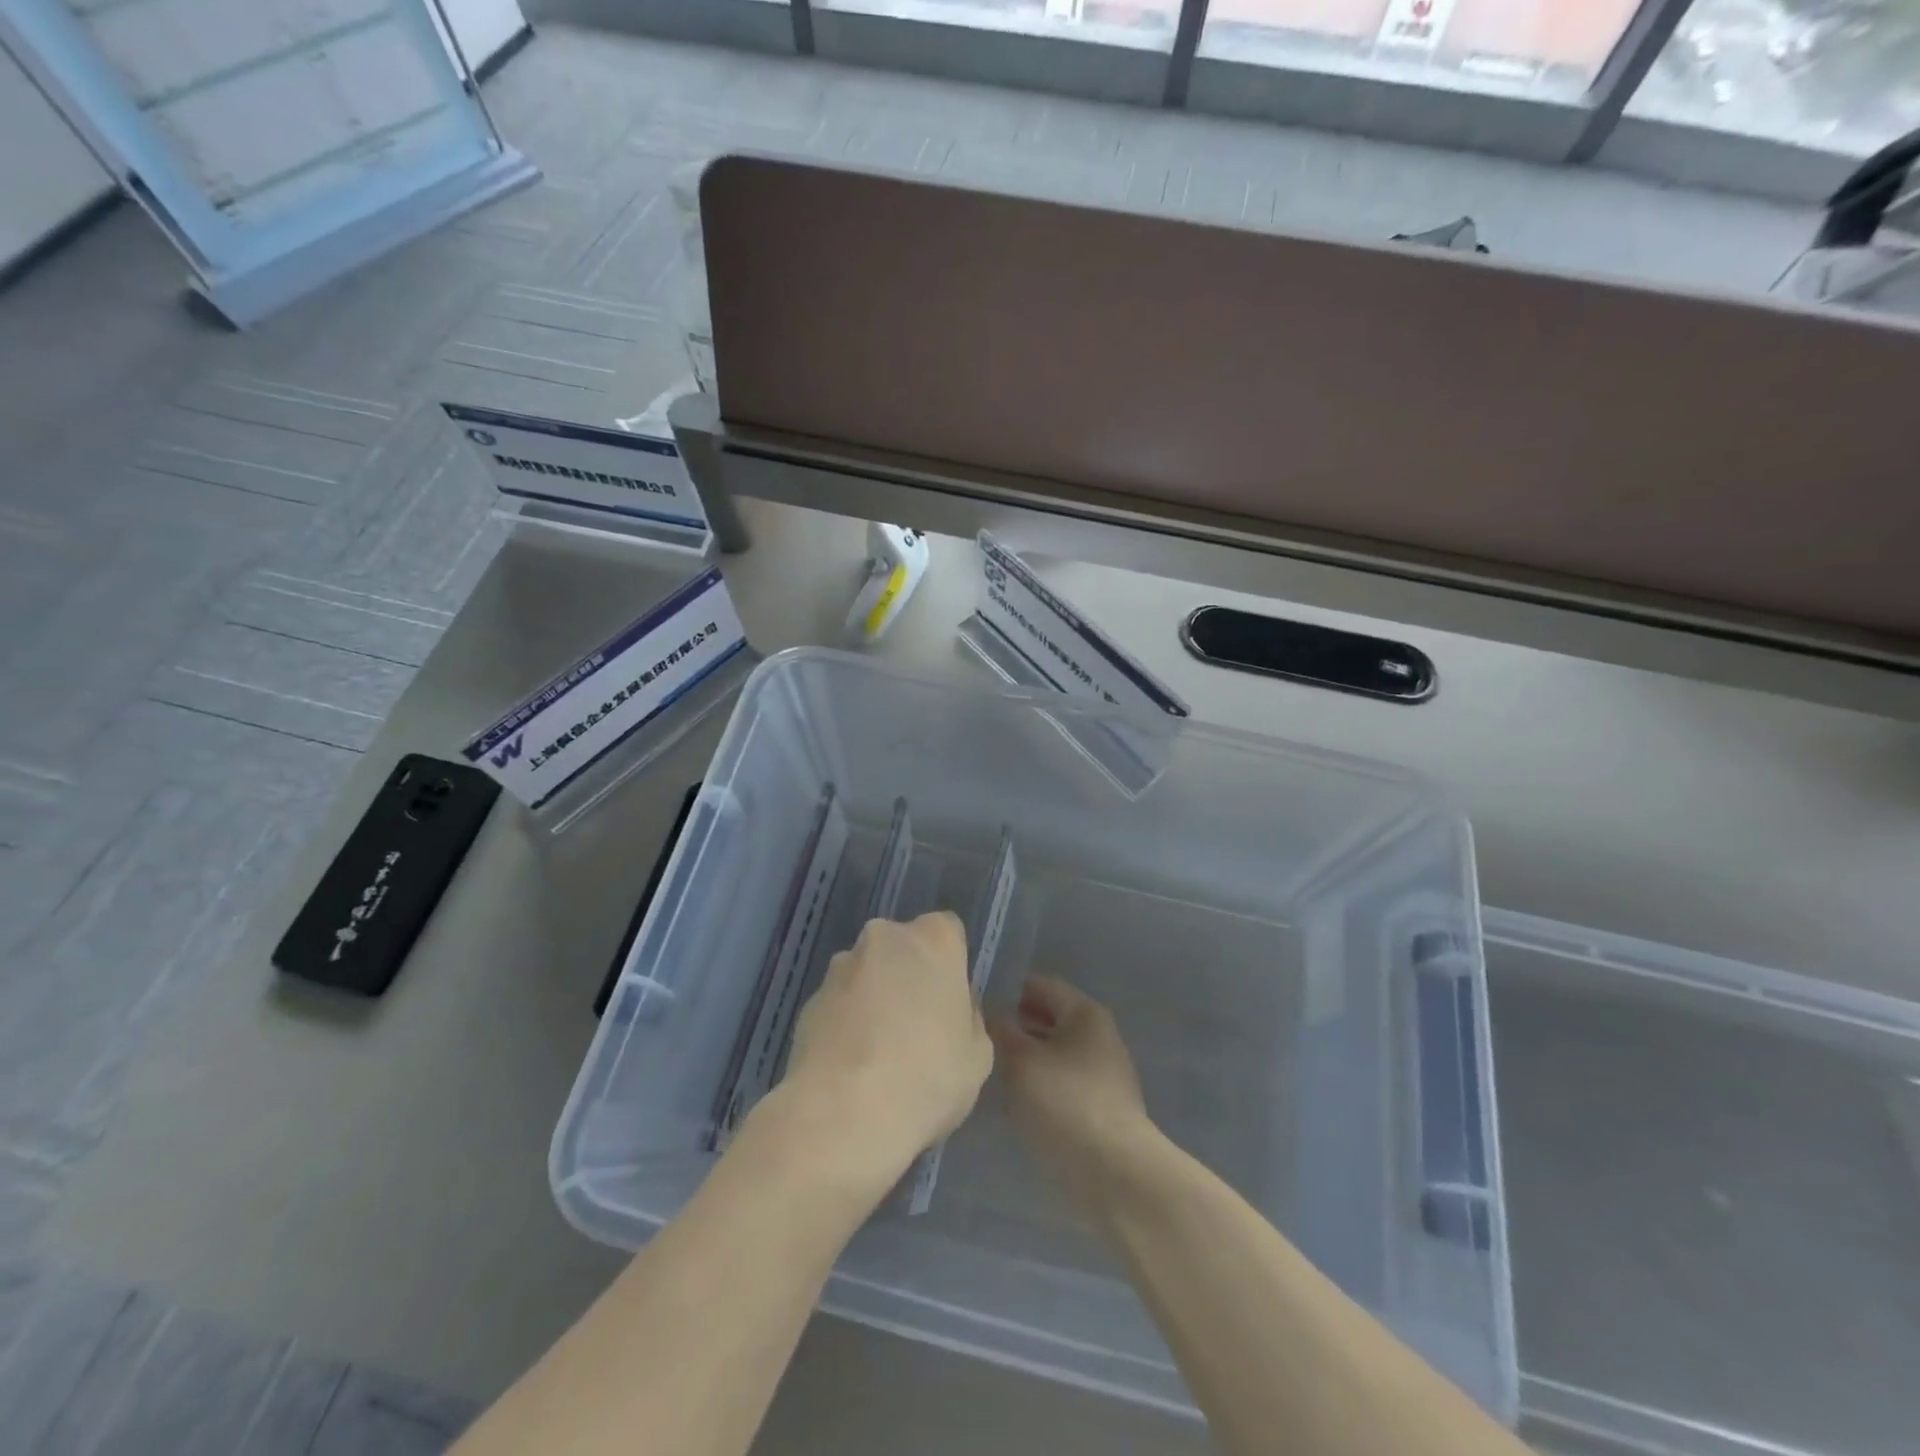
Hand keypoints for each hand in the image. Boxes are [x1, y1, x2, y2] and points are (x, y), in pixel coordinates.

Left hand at [780, 912, 993, 1184]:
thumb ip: (967, 1017)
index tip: (950, 1001)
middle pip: (902, 948)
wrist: (843, 1113)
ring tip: (878, 1053)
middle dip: (908, 975)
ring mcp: (840, 966)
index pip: (948, 930)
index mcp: (934, 939)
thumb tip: (948, 1009)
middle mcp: (884, 937)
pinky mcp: (808, 1000)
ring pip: (866, 973)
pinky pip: (838, 1003)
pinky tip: (852, 1066)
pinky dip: (846, 1023)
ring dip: (873, 997)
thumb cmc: (928, 1076)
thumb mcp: (978, 1055)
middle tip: (917, 1026)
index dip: (950, 964)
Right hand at [988, 977, 1159, 1210]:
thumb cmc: (1065, 1103)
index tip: (974, 1002)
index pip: (1040, 985)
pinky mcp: (1100, 1109)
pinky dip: (1038, 1086)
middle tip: (975, 1038)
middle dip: (1014, 1026)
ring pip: (1053, 1054)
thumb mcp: (1021, 1061)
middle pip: (1048, 1019)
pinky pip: (1061, 1083)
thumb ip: (1001, 1030)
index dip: (1006, 990)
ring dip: (1024, 1059)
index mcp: (1084, 1013)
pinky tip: (1013, 1103)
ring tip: (989, 1071)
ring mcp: (1102, 1074)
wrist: (1115, 1174)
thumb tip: (990, 1011)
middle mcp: (1098, 1036)